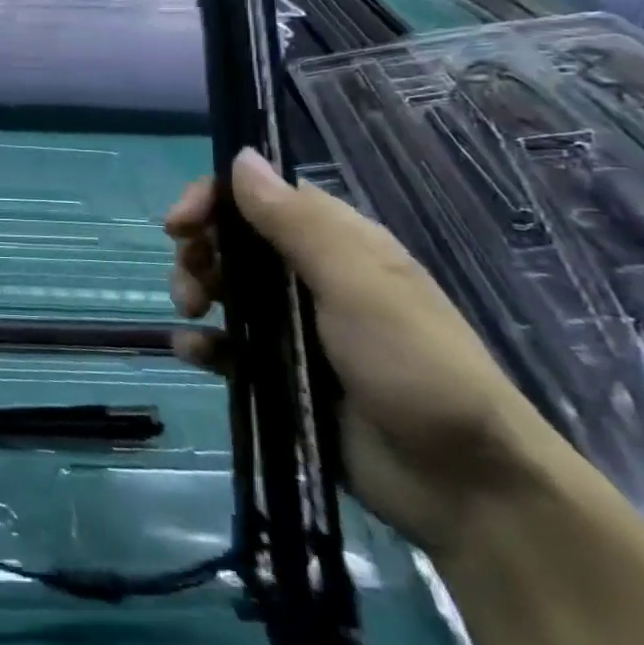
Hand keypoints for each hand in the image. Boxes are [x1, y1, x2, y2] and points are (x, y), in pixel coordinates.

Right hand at [166, 149, 565, 559]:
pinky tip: (192, 352)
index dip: (214, 200)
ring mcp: (295, 327)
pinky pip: (227, 346)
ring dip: (195, 290)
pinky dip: (204, 343)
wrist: (464, 487)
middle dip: (199, 252)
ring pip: (225, 289)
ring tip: (191, 314)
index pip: (262, 197)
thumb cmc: (416, 368)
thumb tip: (242, 157)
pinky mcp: (281, 373)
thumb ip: (297, 224)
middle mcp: (312, 277)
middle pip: (234, 241)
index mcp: (338, 245)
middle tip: (190, 283)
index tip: (180, 225)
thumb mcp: (359, 286)